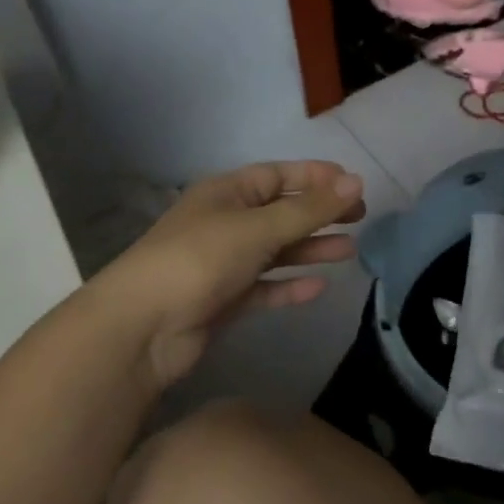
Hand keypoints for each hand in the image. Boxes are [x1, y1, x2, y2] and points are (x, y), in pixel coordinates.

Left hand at [97, 161, 364, 389]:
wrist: (142, 328)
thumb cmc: (199, 260)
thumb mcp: (257, 228)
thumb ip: (308, 209)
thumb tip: (357, 181)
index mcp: (225, 193)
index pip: (277, 175)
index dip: (315, 177)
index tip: (354, 184)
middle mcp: (225, 223)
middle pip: (280, 212)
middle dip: (319, 213)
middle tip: (360, 217)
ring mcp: (223, 263)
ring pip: (276, 251)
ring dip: (310, 249)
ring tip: (350, 251)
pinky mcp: (223, 300)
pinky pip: (265, 287)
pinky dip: (289, 287)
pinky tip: (319, 288)